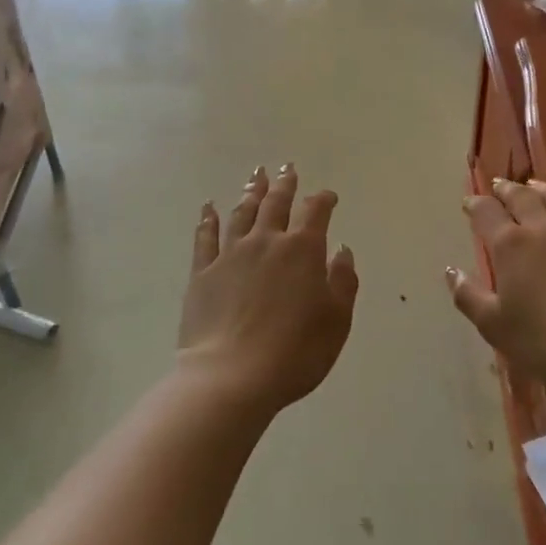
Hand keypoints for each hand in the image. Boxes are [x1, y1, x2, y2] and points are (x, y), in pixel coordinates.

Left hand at [179, 165, 358, 413]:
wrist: (231, 377)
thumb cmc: (295, 352)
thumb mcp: (336, 320)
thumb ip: (343, 281)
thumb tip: (340, 250)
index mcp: (303, 250)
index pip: (316, 212)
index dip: (324, 200)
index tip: (328, 196)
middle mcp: (267, 242)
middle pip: (276, 203)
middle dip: (285, 184)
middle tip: (287, 167)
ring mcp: (231, 255)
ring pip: (242, 213)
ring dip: (251, 192)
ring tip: (256, 176)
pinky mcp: (202, 273)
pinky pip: (206, 237)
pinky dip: (208, 219)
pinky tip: (209, 207)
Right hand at [447, 178, 545, 396]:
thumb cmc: (542, 340)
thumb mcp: (493, 325)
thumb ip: (468, 296)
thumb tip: (451, 271)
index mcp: (510, 245)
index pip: (486, 213)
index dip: (475, 204)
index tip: (468, 203)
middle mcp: (542, 230)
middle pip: (521, 196)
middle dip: (506, 189)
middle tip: (498, 187)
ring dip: (543, 188)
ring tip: (535, 186)